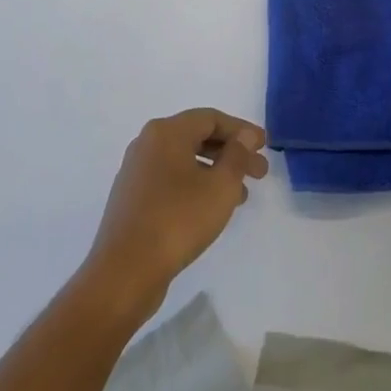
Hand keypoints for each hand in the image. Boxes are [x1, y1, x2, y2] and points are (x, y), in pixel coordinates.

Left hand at [82, 108, 268, 322]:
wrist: (125, 271)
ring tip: (241, 195)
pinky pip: (171, 180)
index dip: (241, 130)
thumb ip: (237, 155)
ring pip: (185, 161)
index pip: (211, 118)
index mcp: (166, 132)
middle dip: (232, 153)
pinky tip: (212, 208)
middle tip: (259, 173)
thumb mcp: (220, 186)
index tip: (264, 146)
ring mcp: (136, 171)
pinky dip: (196, 185)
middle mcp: (147, 143)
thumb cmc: (178, 220)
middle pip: (197, 137)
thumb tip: (245, 135)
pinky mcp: (133, 197)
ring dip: (216, 172)